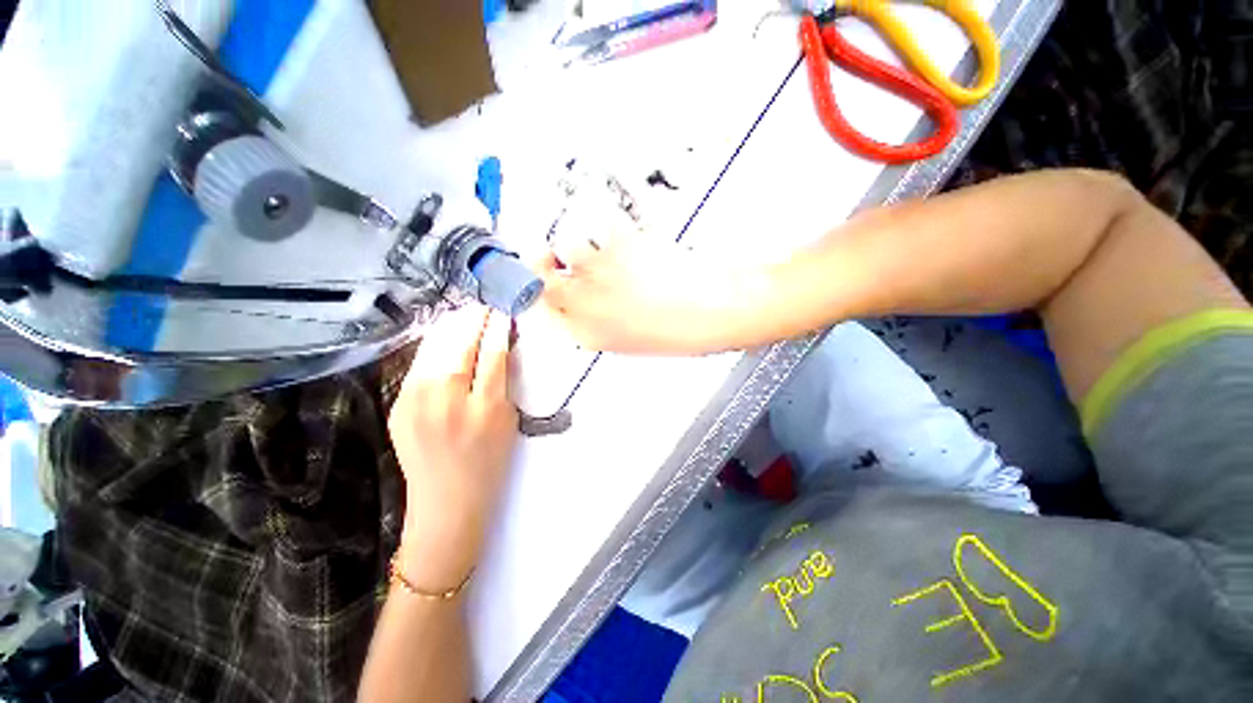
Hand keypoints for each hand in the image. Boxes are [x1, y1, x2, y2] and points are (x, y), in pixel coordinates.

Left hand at [388, 306, 517, 591]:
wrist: (447, 501)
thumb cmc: (489, 463)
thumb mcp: (508, 421)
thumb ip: (502, 383)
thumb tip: (499, 348)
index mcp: (484, 407)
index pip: (492, 353)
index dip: (497, 328)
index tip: (502, 312)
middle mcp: (447, 399)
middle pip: (460, 345)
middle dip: (473, 320)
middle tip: (483, 306)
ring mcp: (416, 401)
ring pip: (434, 349)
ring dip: (451, 326)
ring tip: (464, 313)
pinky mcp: (398, 405)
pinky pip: (418, 364)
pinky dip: (433, 345)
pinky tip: (443, 336)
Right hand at [538, 231, 760, 354]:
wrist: (717, 310)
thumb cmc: (684, 331)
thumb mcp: (633, 340)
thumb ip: (600, 323)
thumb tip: (587, 305)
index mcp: (589, 335)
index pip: (541, 311)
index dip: (540, 294)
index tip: (542, 282)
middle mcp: (585, 305)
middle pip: (541, 278)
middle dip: (544, 265)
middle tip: (552, 255)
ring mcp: (598, 272)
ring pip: (566, 245)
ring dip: (579, 243)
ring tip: (602, 247)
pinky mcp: (618, 242)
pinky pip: (599, 223)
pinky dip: (608, 224)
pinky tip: (625, 235)